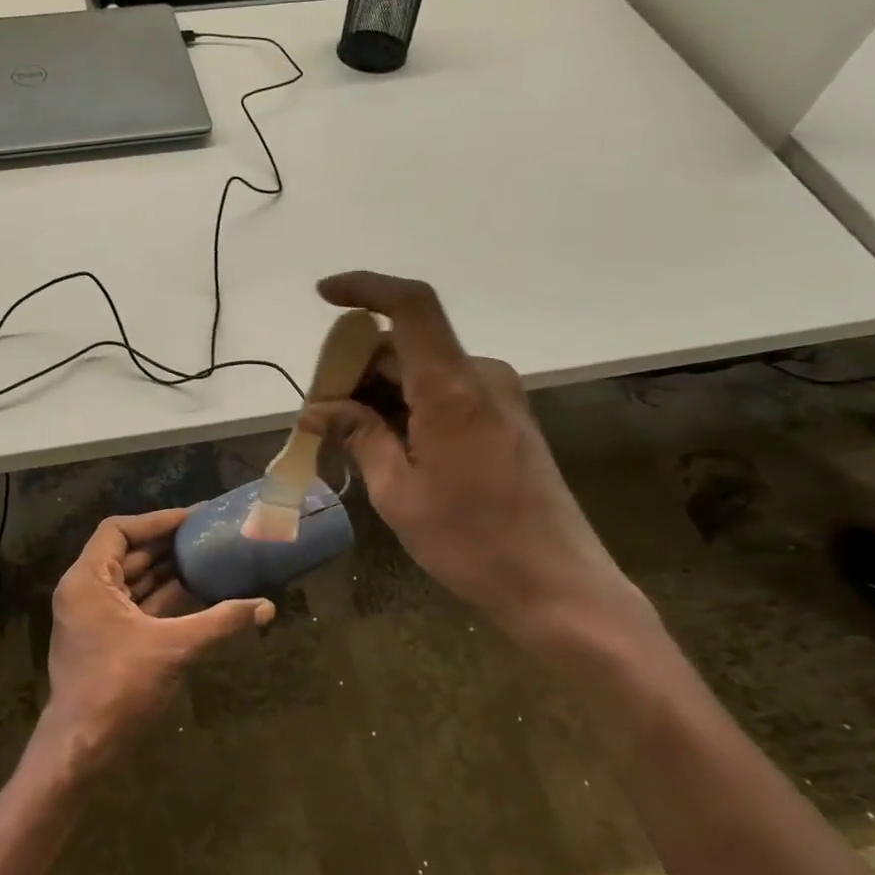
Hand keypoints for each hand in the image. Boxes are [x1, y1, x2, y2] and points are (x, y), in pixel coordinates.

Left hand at [29, 509, 273, 780]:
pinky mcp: (105, 640)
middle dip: (166, 544)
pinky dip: (161, 598)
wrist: (81, 748)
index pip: (118, 530)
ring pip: (132, 581)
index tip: (192, 518)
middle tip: (207, 534)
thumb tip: (267, 606)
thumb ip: (220, 622)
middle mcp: (85, 591)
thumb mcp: (174, 648)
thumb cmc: (119, 687)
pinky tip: (196, 593)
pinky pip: (135, 606)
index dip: (156, 521)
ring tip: (207, 557)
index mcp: (88, 581)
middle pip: (126, 553)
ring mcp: (93, 617)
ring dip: (166, 571)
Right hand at [302, 272, 652, 659]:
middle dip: (356, 368)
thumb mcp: (398, 493)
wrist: (558, 585)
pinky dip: (407, 406)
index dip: (365, 288)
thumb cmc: (471, 542)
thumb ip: (359, 436)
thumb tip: (317, 409)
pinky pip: (444, 393)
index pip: (410, 306)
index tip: (323, 296)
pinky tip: (385, 445)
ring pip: (422, 371)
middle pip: (405, 346)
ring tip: (345, 437)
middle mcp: (480, 376)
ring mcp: (498, 396)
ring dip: (380, 392)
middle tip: (318, 413)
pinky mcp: (505, 417)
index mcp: (452, 388)